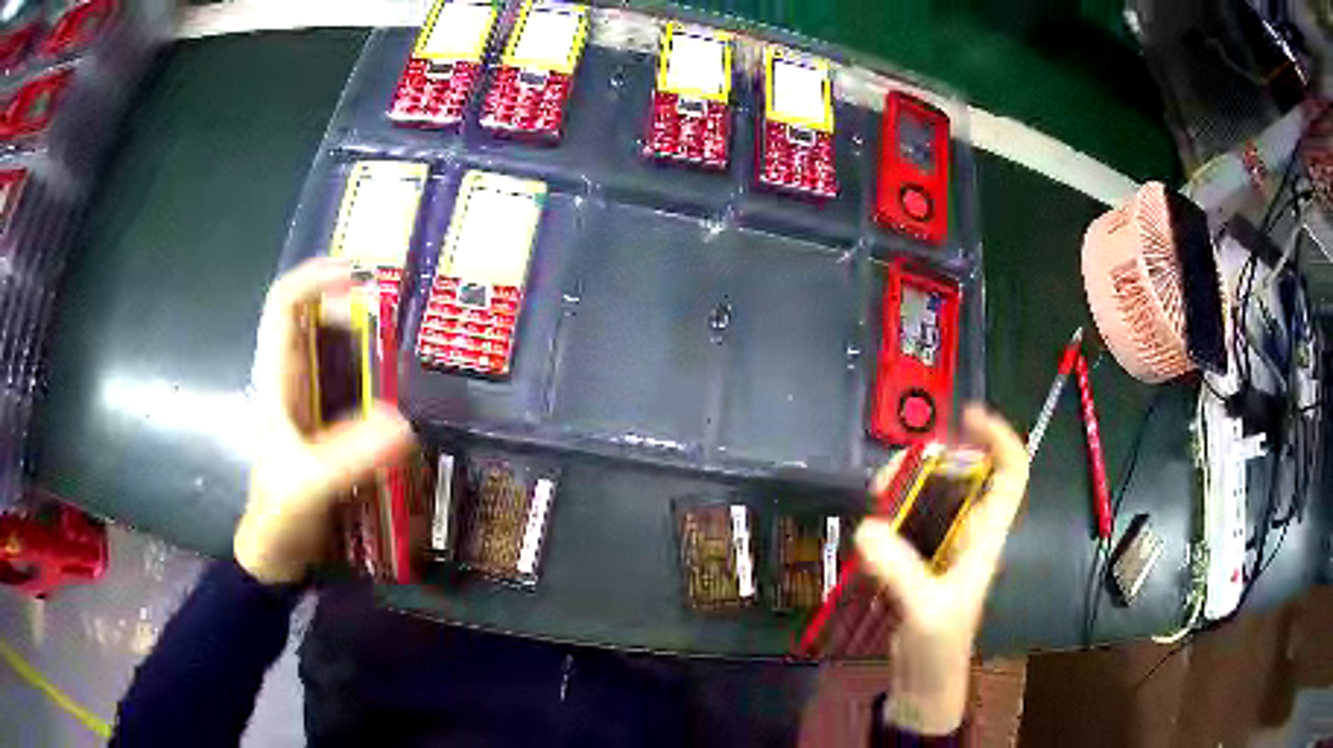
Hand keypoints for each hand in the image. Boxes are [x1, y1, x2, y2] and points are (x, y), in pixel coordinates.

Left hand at [234, 258, 415, 583]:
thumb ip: (346, 457)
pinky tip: (399, 393)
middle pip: (313, 317)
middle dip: (349, 305)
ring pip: (333, 350)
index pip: (284, 305)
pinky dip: (374, 376)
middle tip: (391, 321)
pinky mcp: (327, 428)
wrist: (277, 558)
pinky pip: (351, 385)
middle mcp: (291, 381)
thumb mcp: (308, 487)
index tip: (357, 276)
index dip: (314, 279)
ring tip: (400, 349)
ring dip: (365, 340)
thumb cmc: (279, 517)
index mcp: (276, 380)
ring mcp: (310, 405)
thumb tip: (403, 421)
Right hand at [854, 405, 1029, 734]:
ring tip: (874, 499)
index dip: (999, 440)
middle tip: (891, 476)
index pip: (1010, 475)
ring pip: (929, 498)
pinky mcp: (916, 563)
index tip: (968, 417)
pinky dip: (887, 516)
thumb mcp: (927, 609)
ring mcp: (940, 548)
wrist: (923, 683)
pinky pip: (904, 524)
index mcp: (986, 537)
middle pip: (960, 477)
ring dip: (903, 489)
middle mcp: (967, 534)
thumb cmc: (941, 647)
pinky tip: (868, 524)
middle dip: (929, 463)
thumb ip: (900, 569)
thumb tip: (867, 527)